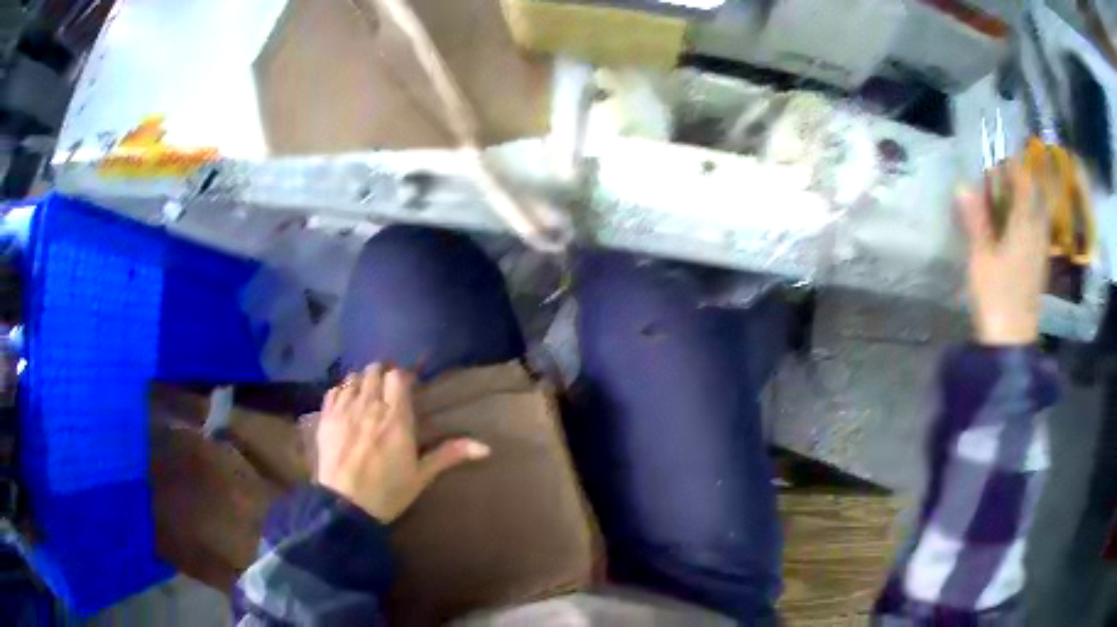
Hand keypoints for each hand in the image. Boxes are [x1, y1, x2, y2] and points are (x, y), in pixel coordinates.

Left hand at [316, 364, 489, 521]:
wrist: (346, 507)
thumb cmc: (388, 492)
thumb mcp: (422, 475)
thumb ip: (450, 454)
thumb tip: (486, 447)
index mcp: (396, 418)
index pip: (398, 376)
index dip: (402, 378)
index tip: (407, 389)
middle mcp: (370, 406)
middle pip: (374, 371)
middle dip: (382, 376)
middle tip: (387, 393)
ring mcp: (344, 410)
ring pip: (353, 377)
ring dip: (362, 382)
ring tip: (366, 397)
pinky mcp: (326, 417)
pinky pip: (334, 390)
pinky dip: (342, 391)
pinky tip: (346, 403)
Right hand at [957, 159, 1049, 345]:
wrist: (1012, 344)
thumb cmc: (997, 298)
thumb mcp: (981, 259)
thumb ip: (975, 221)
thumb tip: (963, 185)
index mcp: (1025, 226)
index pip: (1024, 182)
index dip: (1012, 165)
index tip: (997, 158)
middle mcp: (1036, 233)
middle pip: (1033, 196)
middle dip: (1018, 182)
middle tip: (998, 179)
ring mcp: (1039, 252)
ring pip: (1035, 214)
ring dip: (1022, 201)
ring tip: (1004, 200)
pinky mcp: (1037, 268)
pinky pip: (1035, 231)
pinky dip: (1025, 221)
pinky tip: (1012, 228)